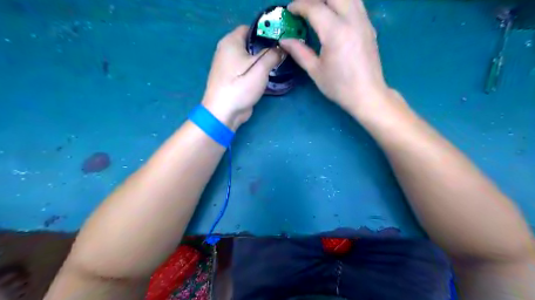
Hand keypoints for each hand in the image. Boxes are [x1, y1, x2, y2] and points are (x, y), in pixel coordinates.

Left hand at [203, 25, 281, 130]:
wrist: (223, 112)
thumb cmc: (240, 86)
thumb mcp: (260, 68)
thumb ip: (272, 55)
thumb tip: (281, 48)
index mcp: (231, 41)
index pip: (250, 28)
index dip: (265, 32)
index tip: (280, 40)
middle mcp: (227, 50)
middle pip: (249, 43)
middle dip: (265, 47)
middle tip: (281, 54)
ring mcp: (228, 65)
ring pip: (248, 57)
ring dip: (261, 61)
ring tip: (278, 64)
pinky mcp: (231, 78)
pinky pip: (245, 68)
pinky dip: (255, 70)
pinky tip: (267, 75)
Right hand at [280, 0, 389, 113]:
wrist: (367, 94)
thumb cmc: (339, 86)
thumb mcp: (315, 71)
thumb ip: (299, 52)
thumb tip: (284, 40)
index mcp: (336, 33)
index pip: (315, 8)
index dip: (299, 6)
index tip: (289, 11)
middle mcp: (352, 20)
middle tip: (303, 8)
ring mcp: (364, 21)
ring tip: (317, 8)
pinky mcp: (369, 26)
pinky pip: (356, 3)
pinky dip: (342, 3)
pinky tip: (334, 15)